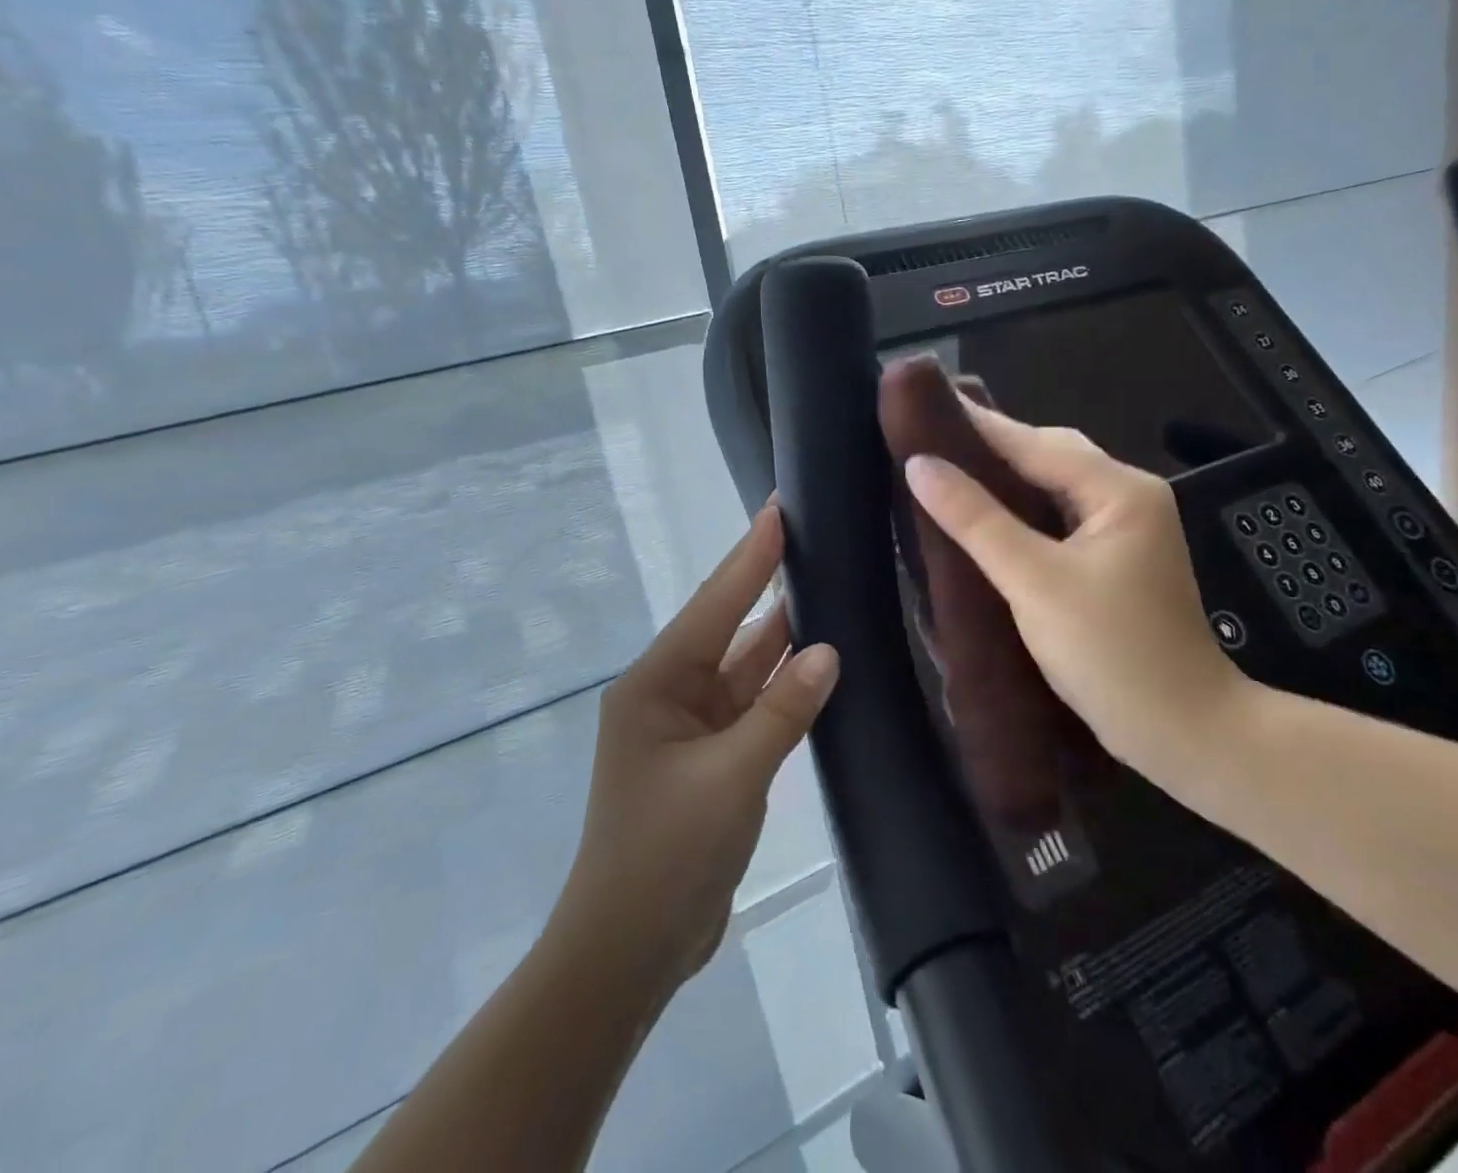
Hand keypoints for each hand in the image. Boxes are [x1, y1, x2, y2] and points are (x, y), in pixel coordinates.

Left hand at [558, 504, 839, 990]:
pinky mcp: (711, 757)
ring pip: (745, 667)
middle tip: (813, 539)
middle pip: (729, 628)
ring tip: (826, 586)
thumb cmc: (665, 856)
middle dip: (768, 585)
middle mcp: (670, 693)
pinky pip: (753, 705)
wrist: (629, 950)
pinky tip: (818, 661)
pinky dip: (784, 685)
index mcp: (656, 683)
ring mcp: (691, 726)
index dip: (750, 555)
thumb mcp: (730, 779)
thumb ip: (782, 712)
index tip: (780, 508)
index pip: (714, 604)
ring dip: (781, 636)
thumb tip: (828, 651)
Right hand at [902, 406, 1258, 787]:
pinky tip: (988, 520)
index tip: (925, 406)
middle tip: (930, 441)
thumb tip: (920, 466)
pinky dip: (1023, 513)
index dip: (978, 423)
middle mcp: (1129, 498)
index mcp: (1119, 490)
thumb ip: (976, 520)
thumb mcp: (1034, 582)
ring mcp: (1128, 531)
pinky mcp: (1118, 562)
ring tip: (949, 472)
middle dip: (992, 447)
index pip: (1035, 442)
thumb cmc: (1112, 654)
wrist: (1186, 734)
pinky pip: (1061, 519)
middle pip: (1050, 457)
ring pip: (1055, 488)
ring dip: (1006, 480)